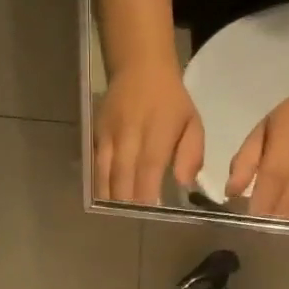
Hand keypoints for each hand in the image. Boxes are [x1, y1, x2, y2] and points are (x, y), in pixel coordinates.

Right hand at [95, 62, 203, 205]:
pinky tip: (104, 199)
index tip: (149, 213)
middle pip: (124, 176)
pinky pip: (95, 164)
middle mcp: (130, 135)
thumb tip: (184, 184)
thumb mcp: (192, 122)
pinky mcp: (96, 134)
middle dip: (127, 202)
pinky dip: (99, 183)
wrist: (139, 65)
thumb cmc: (171, 100)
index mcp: (157, 132)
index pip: (149, 169)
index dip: (147, 194)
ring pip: (105, 173)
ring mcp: (110, 135)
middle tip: (132, 222)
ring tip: (116, 217)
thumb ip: (191, 154)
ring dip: (110, 197)